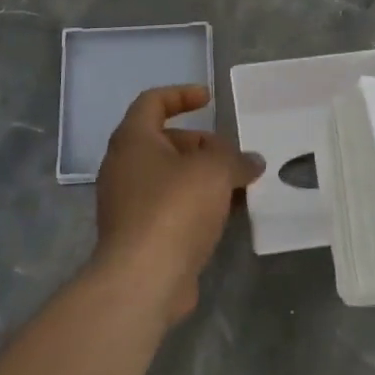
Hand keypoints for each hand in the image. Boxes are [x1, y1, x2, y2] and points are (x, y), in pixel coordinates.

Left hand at [94, 85, 264, 324]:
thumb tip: (251, 162)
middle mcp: (123, 167)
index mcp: (133, 140)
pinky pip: (169, 208)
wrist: (143, 279)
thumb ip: (235, 159)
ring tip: (238, 186)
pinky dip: (195, 205)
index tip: (209, 99)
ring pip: (169, 178)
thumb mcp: (214, 171)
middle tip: (233, 156)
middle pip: (164, 142)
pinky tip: (224, 216)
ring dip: (202, 178)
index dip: (181, 94)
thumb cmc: (174, 208)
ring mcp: (127, 204)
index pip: (152, 102)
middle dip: (202, 145)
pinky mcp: (138, 236)